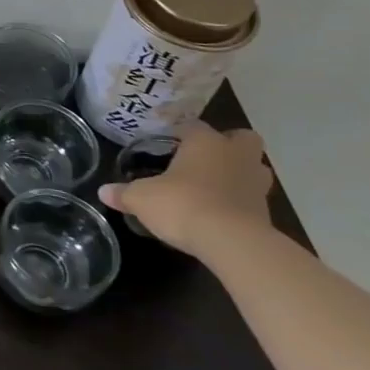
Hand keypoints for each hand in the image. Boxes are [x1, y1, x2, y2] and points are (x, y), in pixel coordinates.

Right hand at [98, 122, 273, 259]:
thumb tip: (103, 192)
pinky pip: (253, 197)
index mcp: (205, 142)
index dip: (179, 132)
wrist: (233, 243)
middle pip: (242, 138)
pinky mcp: (267, 212)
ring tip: (216, 185)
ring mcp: (256, 183)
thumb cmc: (183, 205)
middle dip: (228, 144)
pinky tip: (220, 212)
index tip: (167, 142)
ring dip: (240, 172)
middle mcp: (235, 155)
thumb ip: (124, 193)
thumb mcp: (142, 198)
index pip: (193, 125)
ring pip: (254, 167)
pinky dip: (240, 201)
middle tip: (205, 157)